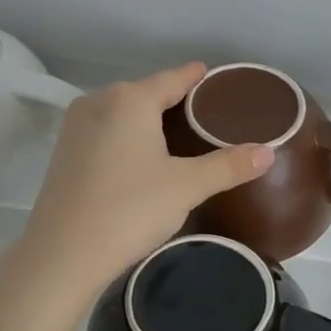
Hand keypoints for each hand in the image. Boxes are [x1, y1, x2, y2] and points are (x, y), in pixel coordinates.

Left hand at [17, 64, 272, 297]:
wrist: (63, 254)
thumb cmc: (129, 209)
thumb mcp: (187, 187)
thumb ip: (229, 166)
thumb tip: (268, 153)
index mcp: (130, 100)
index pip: (173, 79)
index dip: (196, 78)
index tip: (213, 76)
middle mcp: (99, 102)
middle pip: (146, 93)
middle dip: (174, 100)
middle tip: (206, 115)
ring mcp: (76, 127)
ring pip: (122, 113)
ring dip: (148, 119)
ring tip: (178, 136)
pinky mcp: (64, 152)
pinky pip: (106, 131)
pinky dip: (127, 136)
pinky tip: (141, 157)